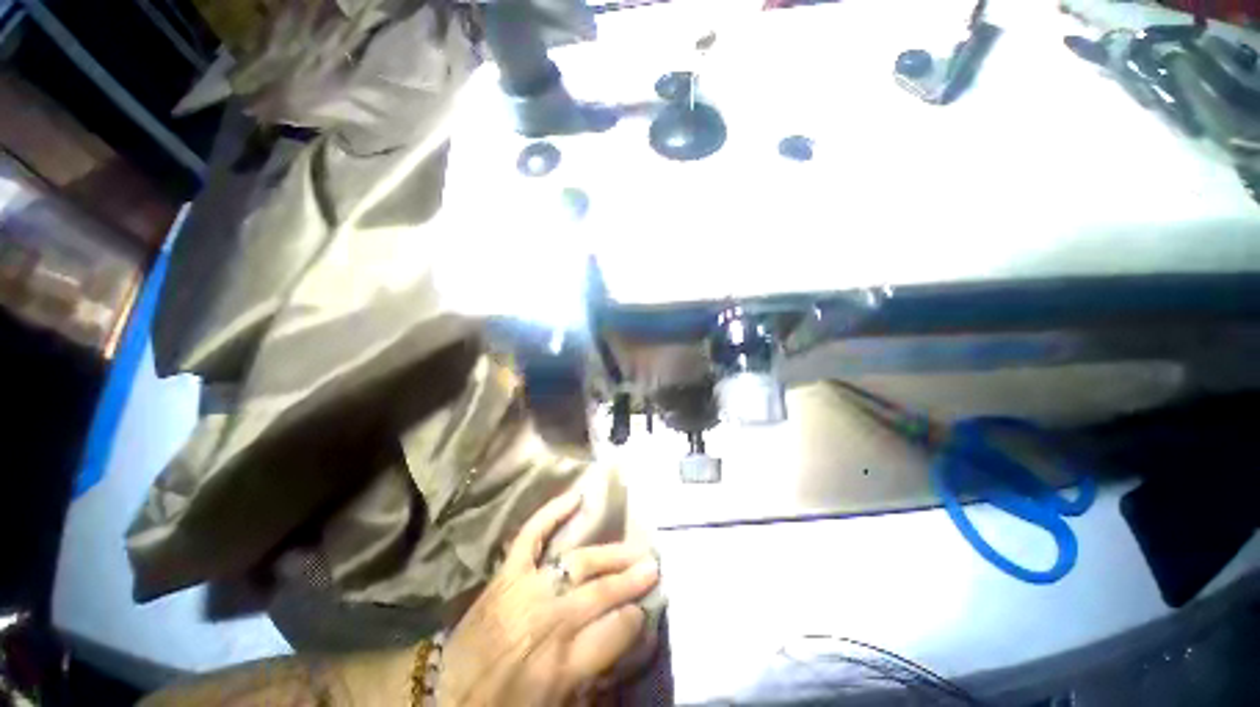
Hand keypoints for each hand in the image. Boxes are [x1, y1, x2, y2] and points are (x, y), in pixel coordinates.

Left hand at [436, 492, 659, 705]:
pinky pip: (531, 535)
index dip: (634, 619)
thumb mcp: (556, 699)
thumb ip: (594, 664)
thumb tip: (626, 626)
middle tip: (653, 567)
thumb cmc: (505, 702)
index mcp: (560, 664)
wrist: (444, 696)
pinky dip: (552, 513)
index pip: (613, 632)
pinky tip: (575, 497)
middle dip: (631, 580)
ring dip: (610, 554)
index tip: (645, 610)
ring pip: (578, 563)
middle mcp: (547, 621)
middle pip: (600, 593)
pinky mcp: (506, 573)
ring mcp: (525, 589)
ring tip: (634, 548)